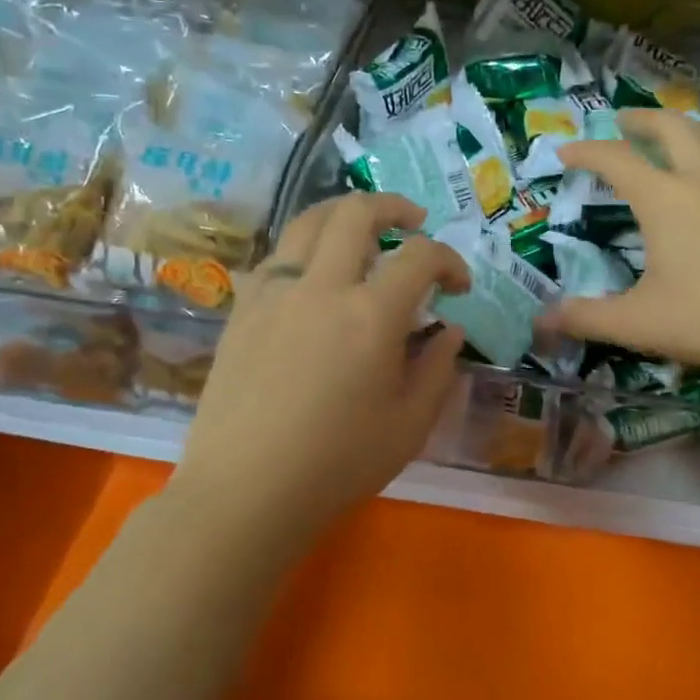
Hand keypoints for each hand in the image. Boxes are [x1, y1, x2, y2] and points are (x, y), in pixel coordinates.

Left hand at [170, 192, 469, 534]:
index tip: (458, 286)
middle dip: (393, 207)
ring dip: (343, 214)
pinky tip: (313, 276)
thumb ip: (438, 368)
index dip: (449, 261)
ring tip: (362, 230)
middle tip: (414, 223)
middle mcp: (321, 287)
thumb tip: (449, 331)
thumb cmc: (337, 464)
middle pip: (356, 212)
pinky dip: (304, 250)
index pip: (420, 257)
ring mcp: (273, 293)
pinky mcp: (242, 309)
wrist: (245, 491)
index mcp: (371, 315)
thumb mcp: (410, 425)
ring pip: (307, 222)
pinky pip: (275, 257)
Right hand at [539, 108, 699, 377]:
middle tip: (621, 122)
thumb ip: (587, 319)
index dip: (585, 151)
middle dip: (641, 120)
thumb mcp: (643, 325)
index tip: (564, 152)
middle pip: (672, 128)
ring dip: (688, 127)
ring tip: (675, 135)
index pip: (616, 160)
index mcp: (667, 199)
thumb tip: (540, 320)